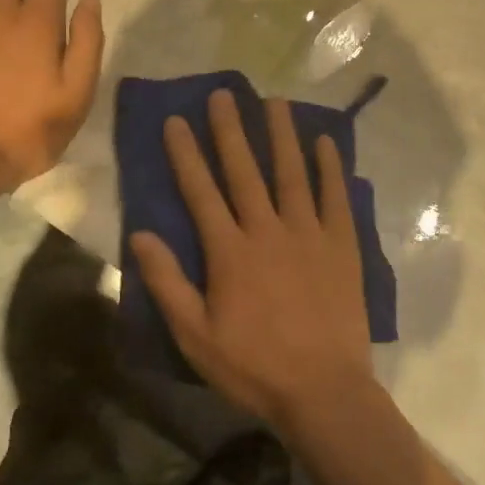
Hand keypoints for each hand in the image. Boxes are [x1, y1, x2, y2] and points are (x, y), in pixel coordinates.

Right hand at [130, 90, 374, 434]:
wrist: (324, 390)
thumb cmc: (254, 366)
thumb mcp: (196, 336)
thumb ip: (168, 283)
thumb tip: (141, 235)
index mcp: (230, 252)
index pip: (201, 191)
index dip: (186, 154)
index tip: (176, 120)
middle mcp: (268, 230)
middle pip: (245, 171)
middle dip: (230, 130)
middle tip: (223, 94)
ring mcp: (310, 234)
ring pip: (292, 173)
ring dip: (282, 135)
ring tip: (275, 101)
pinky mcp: (342, 245)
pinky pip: (336, 197)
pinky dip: (331, 167)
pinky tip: (326, 141)